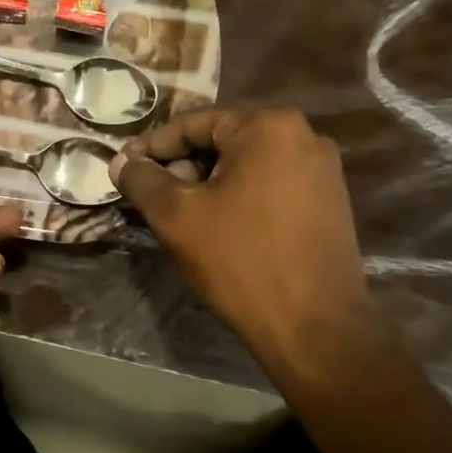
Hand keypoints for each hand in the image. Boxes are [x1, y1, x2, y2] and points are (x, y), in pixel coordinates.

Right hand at [111, 107, 374, 377]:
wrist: (315, 328)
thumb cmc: (241, 260)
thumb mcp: (178, 217)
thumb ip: (143, 181)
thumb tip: (121, 162)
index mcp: (268, 126)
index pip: (194, 124)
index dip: (153, 146)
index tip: (124, 168)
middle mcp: (304, 136)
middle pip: (223, 141)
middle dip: (182, 166)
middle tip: (152, 197)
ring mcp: (322, 170)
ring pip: (246, 165)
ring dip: (208, 184)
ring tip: (180, 216)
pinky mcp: (330, 201)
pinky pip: (270, 184)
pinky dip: (239, 197)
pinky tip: (218, 226)